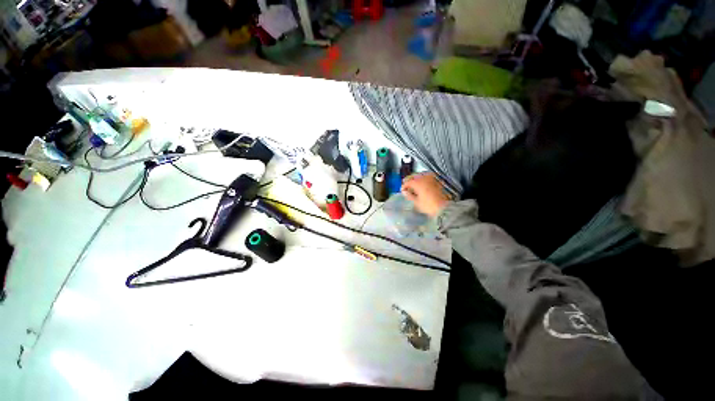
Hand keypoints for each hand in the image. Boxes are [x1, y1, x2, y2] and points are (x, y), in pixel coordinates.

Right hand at [401, 172, 449, 216]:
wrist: (444, 208)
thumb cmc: (428, 206)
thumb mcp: (416, 202)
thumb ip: (409, 195)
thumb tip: (405, 192)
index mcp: (418, 183)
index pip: (408, 182)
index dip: (403, 186)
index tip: (402, 190)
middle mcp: (424, 178)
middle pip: (414, 176)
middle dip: (409, 180)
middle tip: (406, 186)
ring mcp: (431, 178)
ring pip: (421, 175)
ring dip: (416, 178)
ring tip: (413, 184)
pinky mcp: (437, 181)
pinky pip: (428, 177)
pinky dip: (423, 179)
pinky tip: (422, 184)